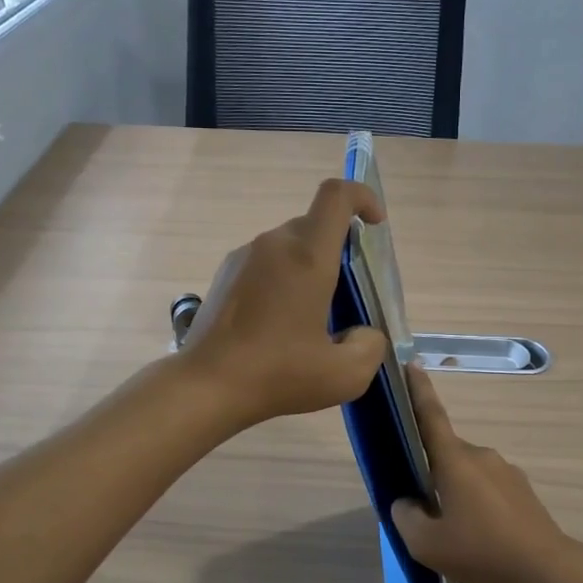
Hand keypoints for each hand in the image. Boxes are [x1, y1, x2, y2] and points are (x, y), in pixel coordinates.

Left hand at [181, 179, 389, 427]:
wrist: (207, 386)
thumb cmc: (278, 374)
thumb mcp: (345, 375)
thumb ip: (370, 346)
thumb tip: (362, 333)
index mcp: (307, 257)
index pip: (337, 196)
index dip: (363, 198)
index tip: (375, 225)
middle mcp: (273, 245)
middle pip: (315, 224)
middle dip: (339, 249)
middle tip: (349, 294)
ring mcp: (243, 258)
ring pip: (289, 246)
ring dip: (309, 268)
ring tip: (313, 318)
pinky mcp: (224, 276)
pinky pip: (265, 264)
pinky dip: (282, 281)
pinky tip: (279, 326)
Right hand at [390, 366, 577, 582]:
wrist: (545, 568)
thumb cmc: (481, 550)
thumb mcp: (425, 544)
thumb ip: (405, 517)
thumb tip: (406, 502)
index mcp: (455, 461)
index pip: (431, 416)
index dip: (418, 390)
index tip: (411, 364)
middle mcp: (481, 456)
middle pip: (445, 453)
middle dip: (431, 471)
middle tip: (421, 506)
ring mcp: (505, 471)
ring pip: (467, 472)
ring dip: (455, 490)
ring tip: (452, 530)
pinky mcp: (521, 489)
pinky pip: (487, 486)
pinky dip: (476, 502)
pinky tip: (478, 535)